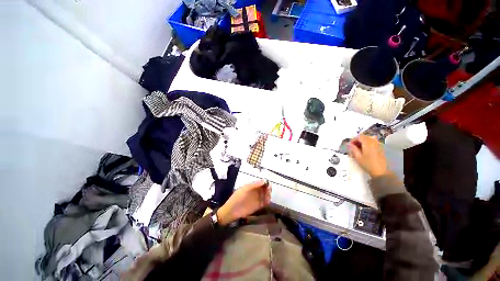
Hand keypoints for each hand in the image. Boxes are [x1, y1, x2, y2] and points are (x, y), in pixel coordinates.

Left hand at [216, 180, 270, 225]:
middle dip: (267, 188)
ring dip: (268, 195)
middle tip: (269, 190)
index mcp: (251, 187)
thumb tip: (264, 180)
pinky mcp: (257, 206)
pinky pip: (264, 203)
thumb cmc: (238, 197)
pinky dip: (267, 201)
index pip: (260, 183)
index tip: (268, 183)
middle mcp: (255, 192)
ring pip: (265, 196)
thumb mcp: (245, 188)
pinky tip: (268, 200)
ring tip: (268, 195)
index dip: (265, 183)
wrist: (232, 210)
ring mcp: (256, 199)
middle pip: (264, 189)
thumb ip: (254, 185)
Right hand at [348, 134, 388, 177]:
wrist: (380, 171)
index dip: (353, 139)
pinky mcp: (381, 148)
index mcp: (367, 143)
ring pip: (369, 138)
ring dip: (363, 141)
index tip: (350, 144)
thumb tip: (350, 144)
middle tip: (354, 146)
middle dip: (358, 140)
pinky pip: (373, 142)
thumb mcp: (358, 157)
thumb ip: (353, 149)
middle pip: (365, 136)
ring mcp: (378, 144)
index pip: (359, 137)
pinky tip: (366, 149)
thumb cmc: (368, 164)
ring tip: (359, 147)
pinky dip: (368, 143)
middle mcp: (374, 142)